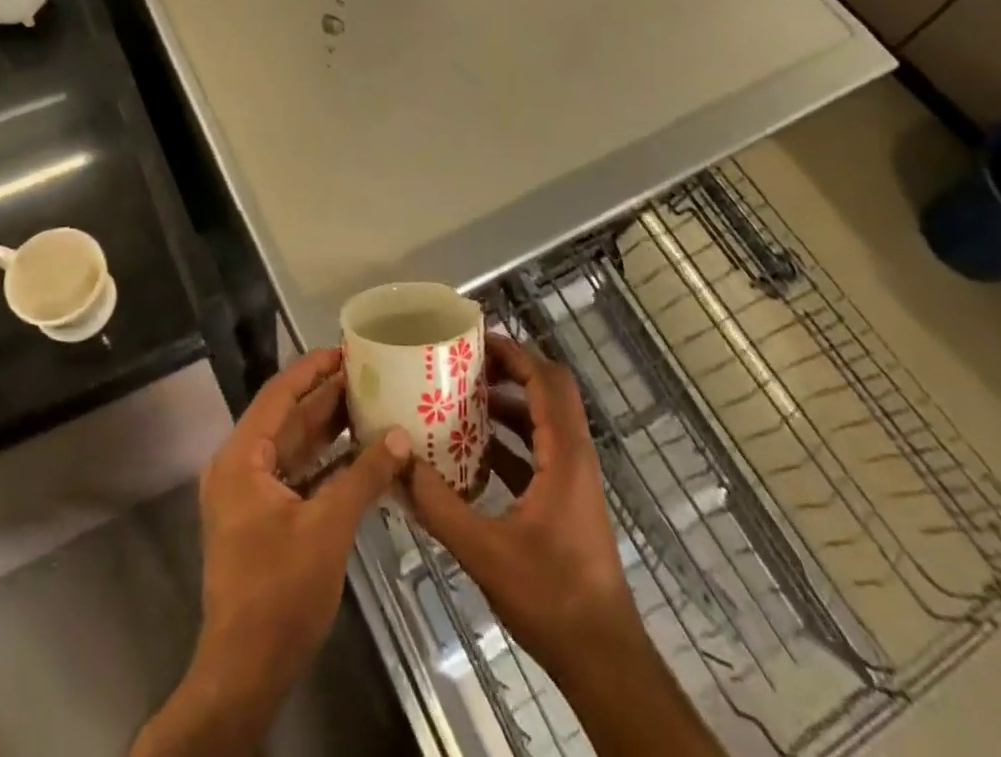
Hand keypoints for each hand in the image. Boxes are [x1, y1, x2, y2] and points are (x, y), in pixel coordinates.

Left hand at [134, 347, 410, 756]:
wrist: (245, 672)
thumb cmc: (280, 592)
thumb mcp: (327, 528)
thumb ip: (364, 476)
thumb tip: (401, 437)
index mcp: (242, 457)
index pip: (279, 394)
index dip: (312, 369)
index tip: (346, 350)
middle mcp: (239, 466)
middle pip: (287, 418)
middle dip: (326, 396)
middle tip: (368, 374)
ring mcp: (248, 494)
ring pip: (292, 447)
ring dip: (328, 429)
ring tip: (369, 403)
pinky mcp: (261, 518)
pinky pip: (295, 474)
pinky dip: (324, 462)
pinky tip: (358, 453)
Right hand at [405, 334, 639, 677]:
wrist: (603, 659)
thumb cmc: (551, 597)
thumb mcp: (485, 551)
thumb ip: (439, 505)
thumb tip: (398, 462)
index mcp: (564, 454)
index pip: (546, 380)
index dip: (514, 354)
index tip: (475, 340)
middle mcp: (574, 456)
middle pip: (549, 391)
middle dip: (510, 370)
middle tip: (465, 364)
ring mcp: (573, 479)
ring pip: (543, 421)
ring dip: (508, 405)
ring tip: (461, 400)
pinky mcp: (566, 501)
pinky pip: (538, 451)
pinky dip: (510, 440)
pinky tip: (472, 453)